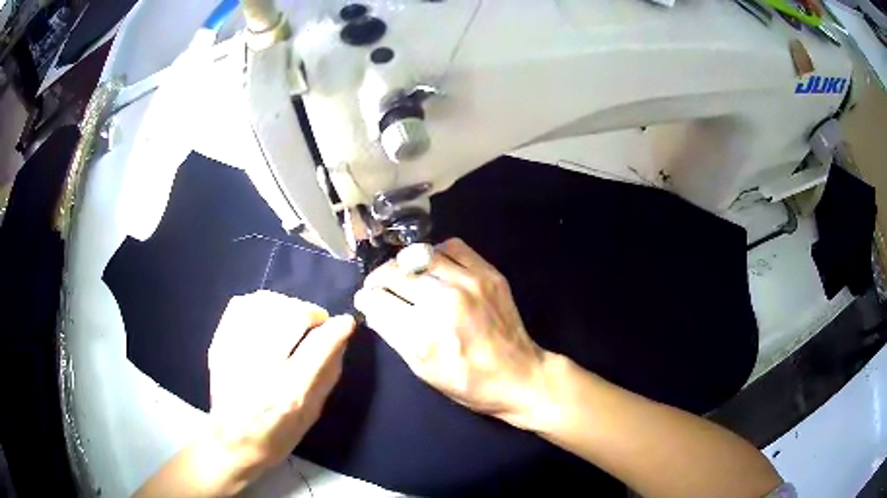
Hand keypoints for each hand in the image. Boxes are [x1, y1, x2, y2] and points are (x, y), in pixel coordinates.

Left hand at [207, 290, 355, 485]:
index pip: (319, 347)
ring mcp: (234, 353)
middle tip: (317, 322)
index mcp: (289, 394)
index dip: (337, 328)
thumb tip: (341, 338)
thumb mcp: (312, 415)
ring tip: (291, 317)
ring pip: (264, 305)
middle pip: (290, 316)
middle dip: (311, 312)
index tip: (345, 322)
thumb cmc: (278, 436)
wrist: (232, 443)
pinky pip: (239, 306)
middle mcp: (260, 369)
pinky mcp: (218, 345)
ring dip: (286, 305)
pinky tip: (266, 315)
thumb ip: (328, 375)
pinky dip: (258, 303)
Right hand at [354, 238, 549, 427]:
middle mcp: (443, 302)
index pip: (377, 300)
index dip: (366, 299)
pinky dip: (436, 254)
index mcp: (423, 335)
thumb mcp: (421, 369)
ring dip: (404, 265)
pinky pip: (452, 247)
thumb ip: (392, 333)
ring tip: (406, 276)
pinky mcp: (488, 273)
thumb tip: (370, 305)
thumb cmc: (466, 382)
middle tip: (380, 288)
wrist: (517, 375)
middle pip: (393, 273)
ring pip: (418, 254)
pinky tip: (436, 269)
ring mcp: (469, 283)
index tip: (367, 300)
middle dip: (379, 280)